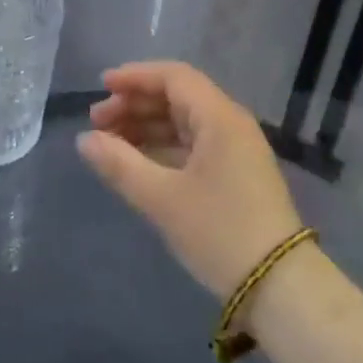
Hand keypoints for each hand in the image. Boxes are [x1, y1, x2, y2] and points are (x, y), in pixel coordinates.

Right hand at [78, 61, 302, 298]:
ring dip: (147, 126)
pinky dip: (163, 146)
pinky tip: (138, 161)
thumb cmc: (218, 232)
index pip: (174, 77)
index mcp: (219, 117)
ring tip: (110, 143)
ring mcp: (236, 150)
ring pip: (184, 122)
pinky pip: (193, 144)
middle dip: (136, 104)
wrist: (279, 286)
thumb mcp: (162, 198)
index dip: (135, 77)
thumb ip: (120, 164)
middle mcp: (231, 124)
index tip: (102, 87)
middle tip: (97, 122)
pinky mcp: (236, 174)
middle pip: (178, 97)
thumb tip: (84, 140)